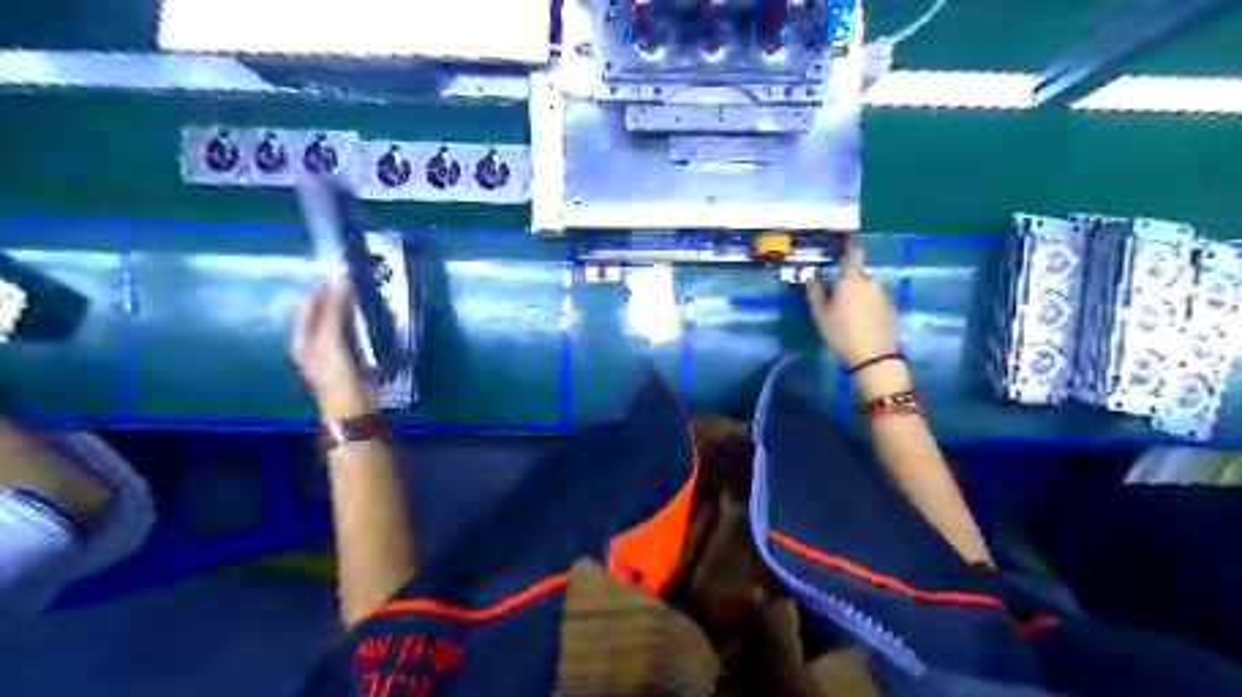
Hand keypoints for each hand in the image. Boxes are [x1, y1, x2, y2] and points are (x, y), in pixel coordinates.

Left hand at [288, 276, 366, 419]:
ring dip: (352, 310)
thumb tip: (341, 278)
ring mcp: (334, 350)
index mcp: (302, 339)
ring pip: (341, 322)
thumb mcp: (331, 340)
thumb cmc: (336, 374)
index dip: (322, 289)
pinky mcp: (353, 356)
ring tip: (367, 297)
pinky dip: (361, 323)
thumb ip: (334, 310)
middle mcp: (315, 343)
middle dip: (338, 298)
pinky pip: (355, 333)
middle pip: (324, 313)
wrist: (353, 407)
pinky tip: (373, 318)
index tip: (344, 275)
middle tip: (358, 284)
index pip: (308, 305)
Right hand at [813, 240, 897, 365]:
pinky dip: (866, 304)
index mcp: (852, 279)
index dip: (849, 244)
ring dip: (857, 293)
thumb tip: (811, 276)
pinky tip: (859, 320)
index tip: (844, 240)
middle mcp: (870, 281)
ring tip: (846, 312)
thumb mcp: (821, 314)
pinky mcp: (890, 307)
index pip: (854, 252)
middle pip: (857, 274)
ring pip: (866, 287)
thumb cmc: (841, 332)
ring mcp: (883, 294)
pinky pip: (874, 298)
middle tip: (834, 296)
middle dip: (847, 280)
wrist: (873, 355)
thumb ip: (815, 292)